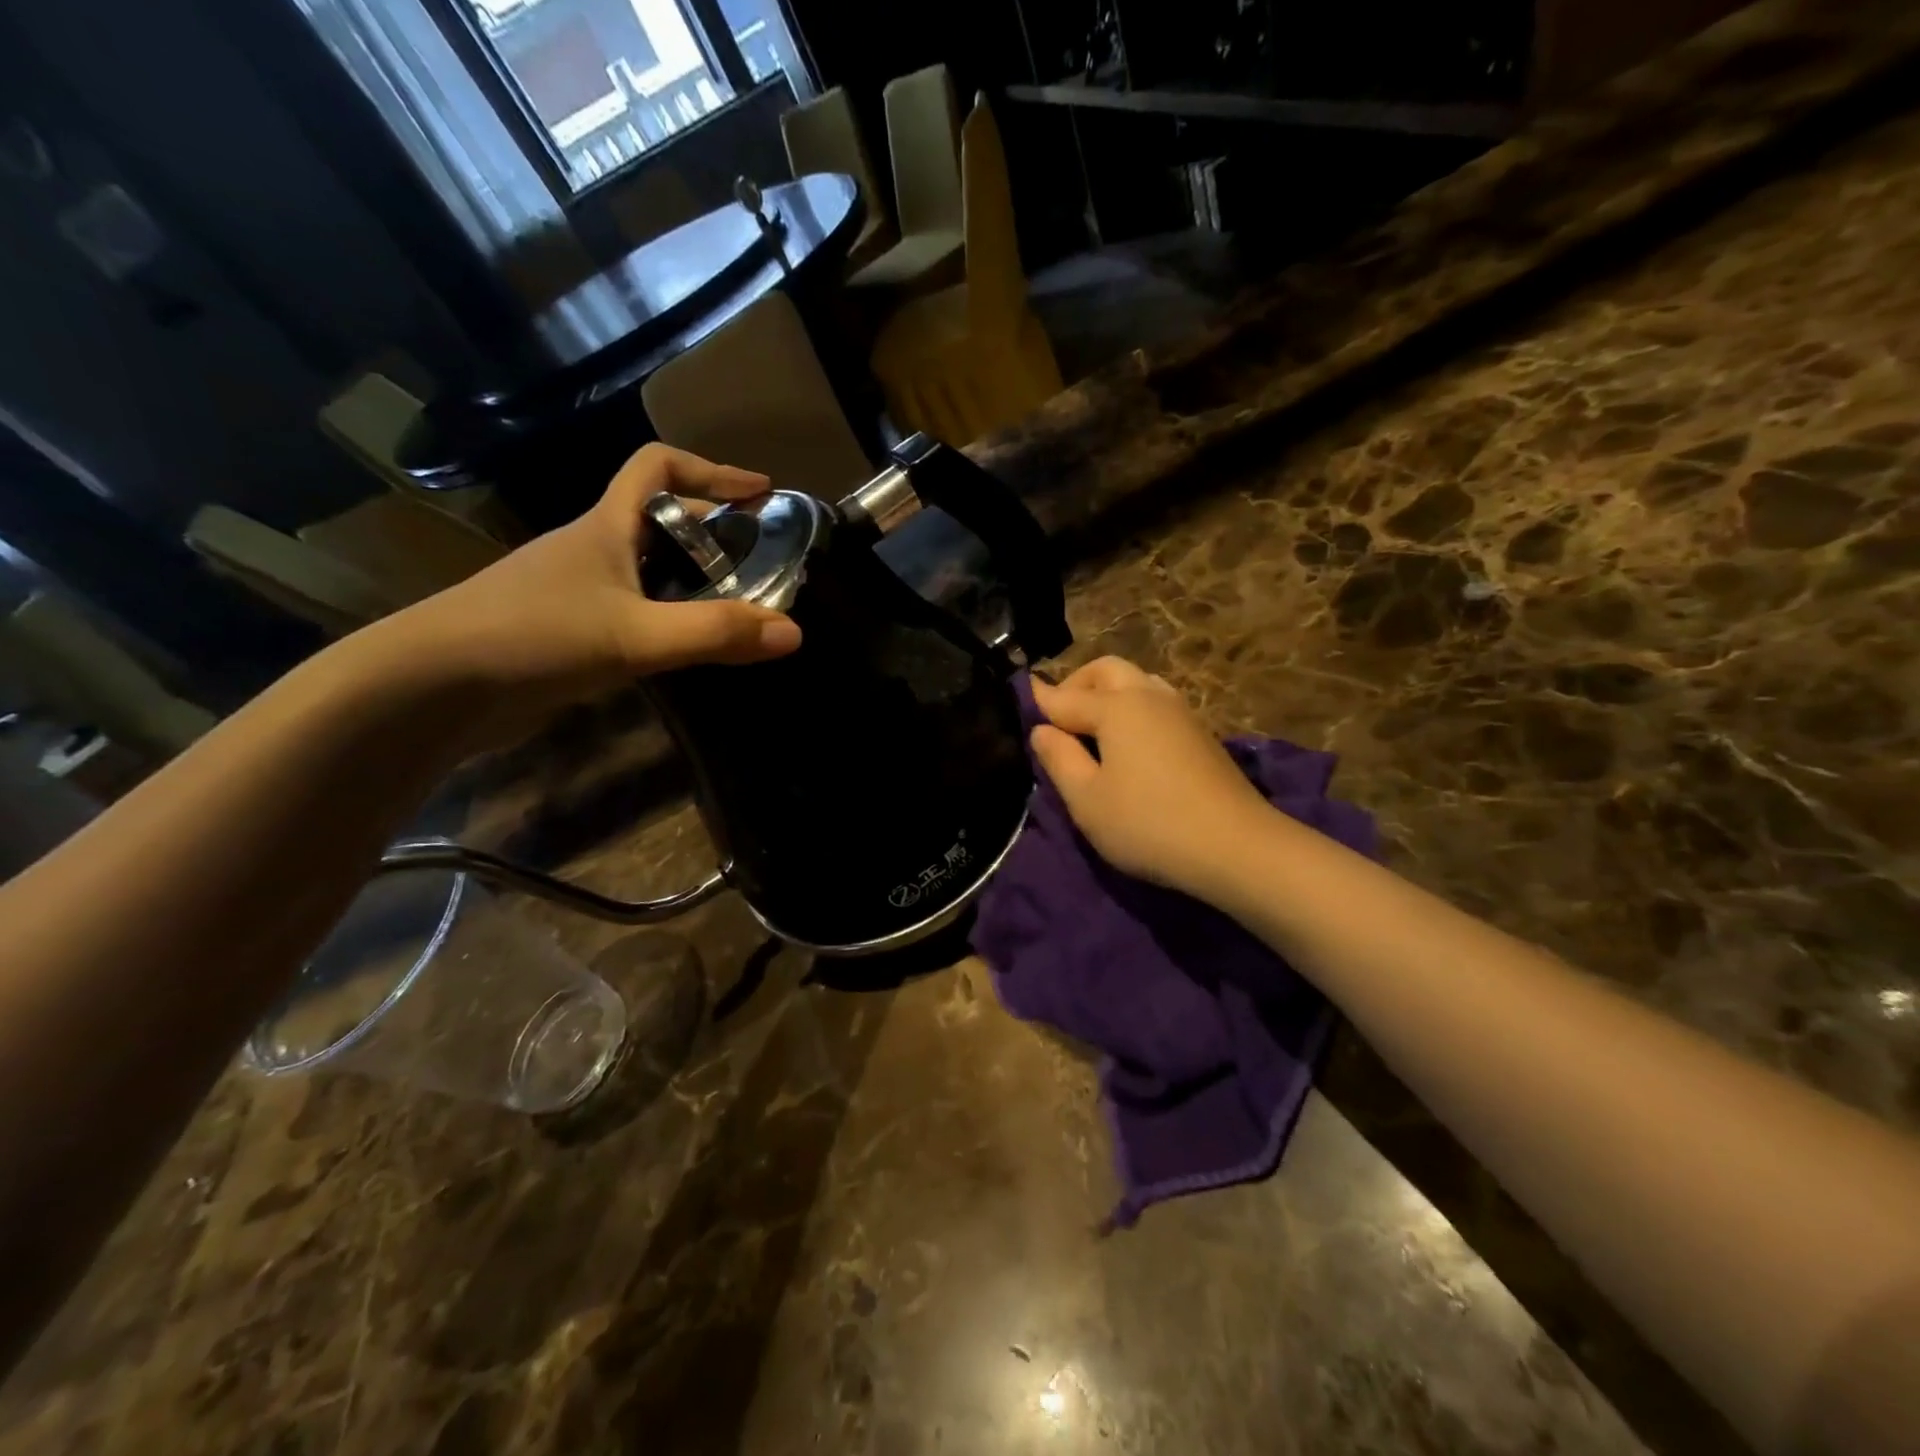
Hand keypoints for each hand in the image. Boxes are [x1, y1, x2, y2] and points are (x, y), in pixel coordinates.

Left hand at [360, 445, 801, 752]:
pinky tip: (685, 646)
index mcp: (605, 527)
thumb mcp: (636, 635)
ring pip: (646, 568)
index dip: (712, 472)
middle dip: (714, 531)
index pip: (658, 467)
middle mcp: (591, 548)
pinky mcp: (565, 629)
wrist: (431, 688)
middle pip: (660, 519)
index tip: (760, 494)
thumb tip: (794, 632)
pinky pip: (631, 607)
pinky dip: (667, 615)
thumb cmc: (534, 637)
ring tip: (736, 607)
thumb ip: (715, 633)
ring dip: (692, 578)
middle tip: (760, 562)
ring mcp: (575, 589)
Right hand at [1031, 657, 1271, 897]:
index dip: (1039, 701)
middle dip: (1077, 684)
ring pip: (1138, 682)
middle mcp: (1149, 697)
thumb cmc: (1148, 823)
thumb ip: (1058, 759)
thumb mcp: (1087, 799)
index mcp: (1116, 707)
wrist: (1236, 847)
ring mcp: (1181, 713)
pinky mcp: (1201, 734)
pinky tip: (1129, 744)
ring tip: (1093, 729)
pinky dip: (1133, 709)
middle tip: (1059, 716)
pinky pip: (1156, 703)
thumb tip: (1041, 730)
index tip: (1019, 700)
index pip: (1065, 697)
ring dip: (1109, 693)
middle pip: (1106, 671)